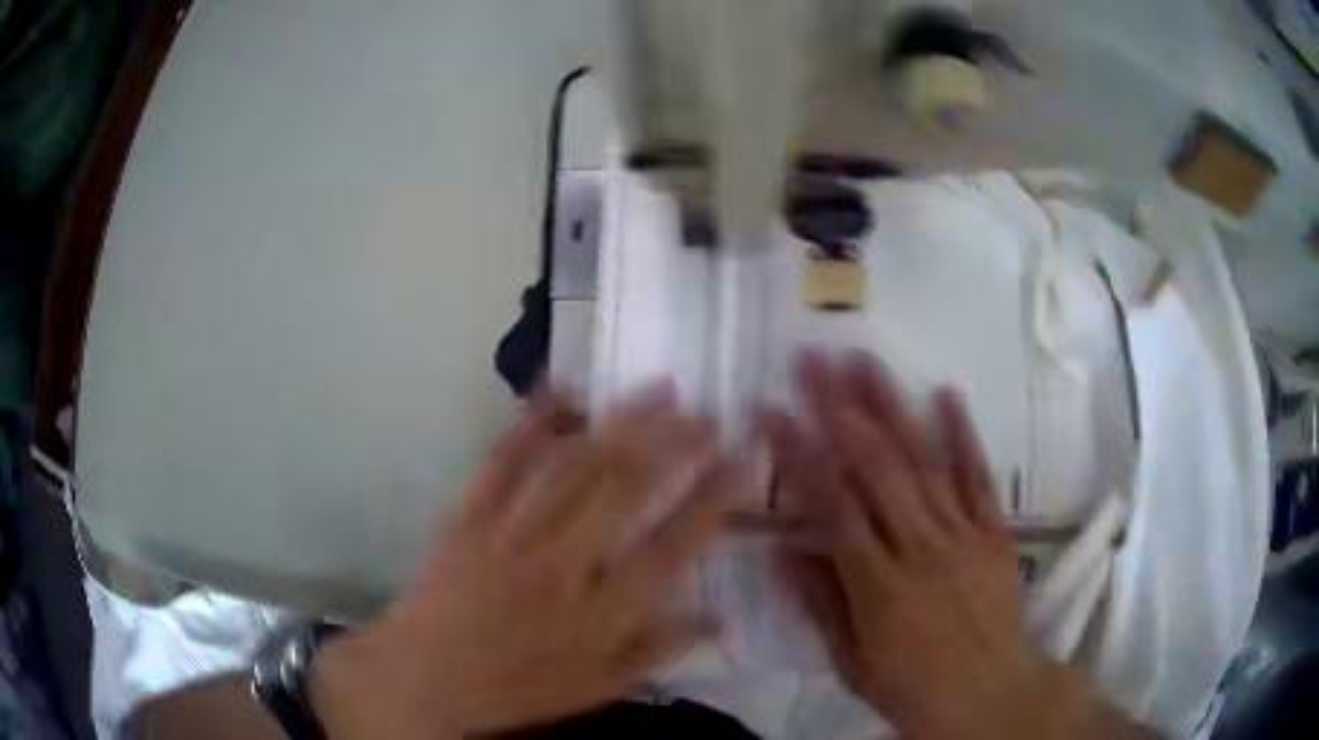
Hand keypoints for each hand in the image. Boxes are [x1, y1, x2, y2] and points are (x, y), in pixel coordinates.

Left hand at [311, 387, 745, 738]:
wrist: (426, 675)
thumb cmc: (518, 687)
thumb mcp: (599, 687)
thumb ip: (661, 650)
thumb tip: (723, 619)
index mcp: (600, 612)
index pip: (673, 545)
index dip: (715, 498)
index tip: (745, 459)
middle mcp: (562, 563)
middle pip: (627, 486)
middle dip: (675, 441)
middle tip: (707, 411)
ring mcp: (512, 531)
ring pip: (574, 462)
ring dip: (621, 420)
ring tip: (659, 389)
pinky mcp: (470, 513)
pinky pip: (504, 458)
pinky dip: (535, 420)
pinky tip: (563, 391)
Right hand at [761, 352, 1143, 739]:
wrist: (990, 694)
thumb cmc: (912, 687)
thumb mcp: (852, 663)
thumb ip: (821, 604)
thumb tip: (784, 550)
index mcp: (879, 587)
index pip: (833, 507)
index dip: (800, 455)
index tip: (773, 412)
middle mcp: (921, 549)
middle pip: (877, 468)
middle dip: (841, 407)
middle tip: (814, 360)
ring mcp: (964, 535)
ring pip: (924, 462)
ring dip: (892, 406)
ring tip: (864, 360)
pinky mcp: (995, 532)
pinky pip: (979, 478)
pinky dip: (963, 434)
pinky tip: (945, 394)